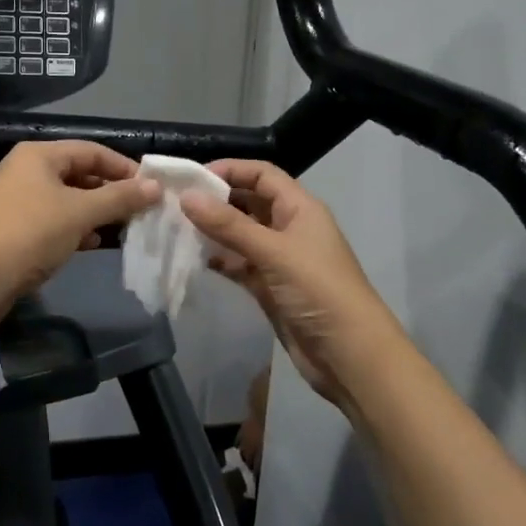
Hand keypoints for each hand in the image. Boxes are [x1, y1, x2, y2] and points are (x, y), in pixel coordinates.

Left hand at [0, 141, 158, 347]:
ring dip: (97, 212)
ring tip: (126, 227)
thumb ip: (119, 198)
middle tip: (143, 209)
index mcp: (39, 155)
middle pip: (80, 173)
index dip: (124, 167)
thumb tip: (155, 187)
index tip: (152, 187)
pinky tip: (95, 243)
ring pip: (69, 199)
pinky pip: (56, 220)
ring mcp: (20, 200)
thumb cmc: (29, 234)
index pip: (92, 150)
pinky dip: (78, 228)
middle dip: (112, 192)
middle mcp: (28, 171)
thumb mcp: (80, 213)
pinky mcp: (17, 229)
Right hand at [180, 160, 404, 408]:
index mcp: (300, 208)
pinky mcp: (270, 287)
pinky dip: (219, 260)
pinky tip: (193, 258)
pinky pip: (239, 264)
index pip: (262, 175)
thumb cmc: (318, 290)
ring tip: (176, 228)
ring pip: (241, 234)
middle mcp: (289, 227)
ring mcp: (279, 259)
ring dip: (214, 231)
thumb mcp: (273, 252)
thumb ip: (229, 225)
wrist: (349, 356)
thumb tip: (187, 197)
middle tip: (175, 202)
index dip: (230, 170)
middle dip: (216, 200)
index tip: (192, 177)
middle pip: (249, 202)